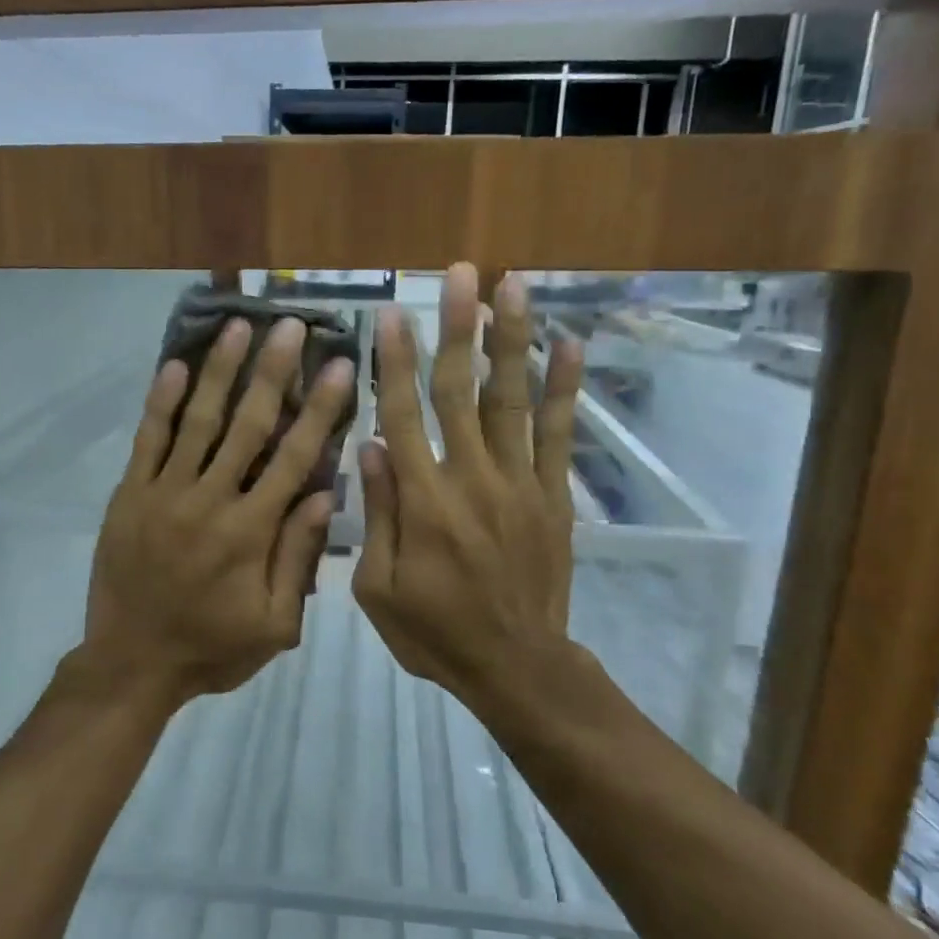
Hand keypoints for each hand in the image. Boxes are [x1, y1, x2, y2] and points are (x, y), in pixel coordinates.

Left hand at [79, 315, 352, 707]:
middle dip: (272, 372)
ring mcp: (164, 493)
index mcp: (250, 531)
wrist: (130, 664)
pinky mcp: (129, 495)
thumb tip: (325, 493)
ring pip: (197, 421)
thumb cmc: (210, 649)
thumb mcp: (274, 625)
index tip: (338, 365)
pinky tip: (176, 366)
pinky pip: (147, 440)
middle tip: (288, 325)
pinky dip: (161, 402)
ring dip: (220, 372)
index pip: (293, 457)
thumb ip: (298, 558)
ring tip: (237, 327)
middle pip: (247, 425)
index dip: (319, 409)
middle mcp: (209, 500)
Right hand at [353, 264, 583, 700]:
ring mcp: (519, 483)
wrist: (516, 666)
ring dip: (510, 340)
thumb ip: (376, 515)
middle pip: (460, 391)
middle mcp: (471, 478)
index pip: (403, 416)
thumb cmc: (435, 632)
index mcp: (423, 502)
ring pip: (511, 399)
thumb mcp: (378, 588)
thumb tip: (369, 447)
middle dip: (457, 328)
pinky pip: (560, 434)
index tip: (392, 313)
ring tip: (512, 285)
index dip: (395, 362)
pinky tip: (569, 344)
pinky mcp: (552, 495)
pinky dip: (565, 388)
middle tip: (459, 272)